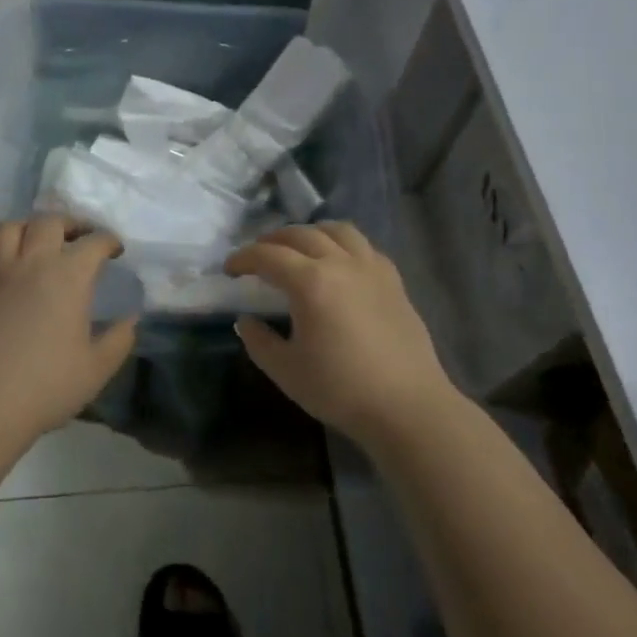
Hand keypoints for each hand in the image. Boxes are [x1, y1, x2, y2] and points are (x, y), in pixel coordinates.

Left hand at [0, 215, 136, 444]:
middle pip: (49, 222)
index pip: (94, 242)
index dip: (109, 241)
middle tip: (77, 238)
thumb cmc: (47, 386)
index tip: (116, 250)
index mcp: (68, 277)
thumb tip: (131, 318)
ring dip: (25, 228)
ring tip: (34, 242)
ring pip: (7, 228)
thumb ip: (120, 338)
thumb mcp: (98, 368)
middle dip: (69, 223)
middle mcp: (31, 263)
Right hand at [225, 222, 453, 448]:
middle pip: (301, 234)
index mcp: (310, 282)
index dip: (243, 258)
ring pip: (337, 230)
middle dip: (273, 240)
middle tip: (258, 256)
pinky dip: (342, 244)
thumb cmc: (341, 389)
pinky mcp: (393, 280)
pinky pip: (363, 246)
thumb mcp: (286, 370)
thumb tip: (246, 320)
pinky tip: (339, 263)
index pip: (268, 256)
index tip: (230, 269)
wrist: (407, 406)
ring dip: (310, 232)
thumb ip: (259, 341)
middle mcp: (340, 263)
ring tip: (299, 248)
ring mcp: (371, 268)